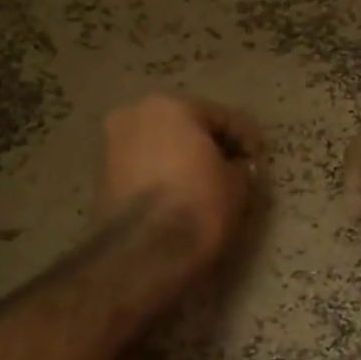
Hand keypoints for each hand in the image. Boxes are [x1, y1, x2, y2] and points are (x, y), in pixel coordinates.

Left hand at [96, 94, 262, 277]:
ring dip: (184, 160)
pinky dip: (163, 176)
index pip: (223, 117)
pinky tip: (180, 197)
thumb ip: (241, 167)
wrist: (142, 253)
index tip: (258, 162)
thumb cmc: (198, 206)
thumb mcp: (237, 185)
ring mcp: (113, 143)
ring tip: (207, 187)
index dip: (247, 140)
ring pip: (162, 146)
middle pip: (186, 126)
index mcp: (171, 106)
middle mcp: (136, 114)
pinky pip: (145, 167)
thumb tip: (237, 167)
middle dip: (210, 146)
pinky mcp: (102, 175)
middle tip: (233, 172)